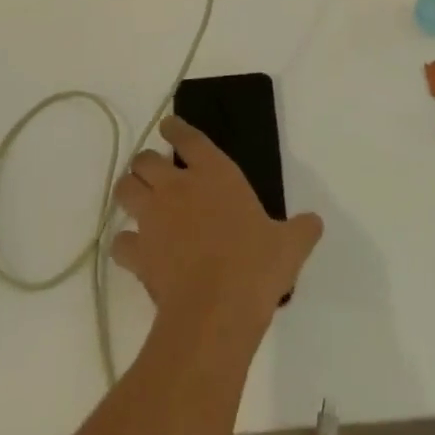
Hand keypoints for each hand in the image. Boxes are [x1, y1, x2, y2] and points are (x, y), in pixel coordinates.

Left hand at [111, 115, 321, 325]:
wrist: (217, 309)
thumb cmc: (256, 265)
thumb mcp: (290, 245)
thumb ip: (301, 229)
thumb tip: (315, 222)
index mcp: (214, 173)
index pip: (188, 138)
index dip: (175, 129)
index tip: (168, 126)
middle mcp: (178, 187)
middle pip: (145, 159)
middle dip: (146, 163)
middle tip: (154, 172)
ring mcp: (154, 218)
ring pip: (124, 189)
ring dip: (128, 191)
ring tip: (137, 200)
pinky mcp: (139, 252)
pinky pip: (120, 241)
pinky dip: (125, 244)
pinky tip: (134, 251)